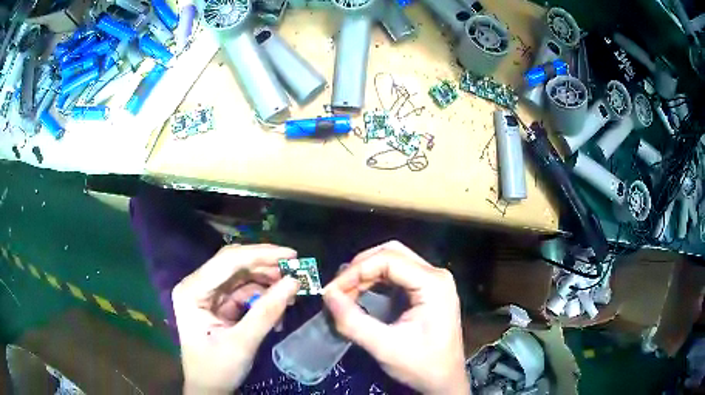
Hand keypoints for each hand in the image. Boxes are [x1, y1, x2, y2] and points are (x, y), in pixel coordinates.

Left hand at [172, 244, 299, 393]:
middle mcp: (198, 285)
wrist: (209, 388)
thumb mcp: (243, 342)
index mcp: (192, 290)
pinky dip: (264, 296)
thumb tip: (294, 282)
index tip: (293, 255)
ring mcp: (209, 294)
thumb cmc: (218, 369)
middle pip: (235, 264)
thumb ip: (267, 311)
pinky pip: (245, 291)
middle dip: (267, 267)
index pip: (227, 261)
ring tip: (292, 291)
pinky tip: (280, 303)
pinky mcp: (220, 303)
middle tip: (297, 271)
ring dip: (268, 282)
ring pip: (242, 276)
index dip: (261, 254)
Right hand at [323, 241, 468, 394]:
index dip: (355, 271)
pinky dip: (375, 281)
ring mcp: (433, 281)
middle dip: (360, 268)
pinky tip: (361, 294)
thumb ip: (353, 321)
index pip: (388, 259)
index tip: (332, 291)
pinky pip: (397, 274)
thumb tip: (328, 295)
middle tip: (338, 289)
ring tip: (345, 292)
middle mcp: (436, 275)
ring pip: (393, 261)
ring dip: (366, 273)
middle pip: (391, 253)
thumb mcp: (385, 347)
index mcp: (433, 283)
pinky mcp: (427, 290)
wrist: (444, 380)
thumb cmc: (421, 365)